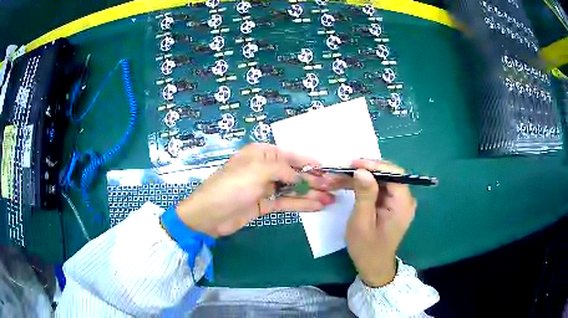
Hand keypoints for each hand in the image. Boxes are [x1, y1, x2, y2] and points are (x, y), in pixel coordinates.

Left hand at [176, 143, 335, 236]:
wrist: (209, 215)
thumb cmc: (232, 186)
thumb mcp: (258, 171)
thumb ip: (283, 170)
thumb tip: (301, 176)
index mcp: (261, 154)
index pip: (290, 155)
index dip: (308, 161)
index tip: (326, 168)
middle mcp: (264, 168)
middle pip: (293, 172)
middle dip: (313, 180)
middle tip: (333, 187)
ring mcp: (264, 187)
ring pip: (292, 189)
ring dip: (310, 193)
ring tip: (331, 199)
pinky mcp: (264, 204)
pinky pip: (286, 202)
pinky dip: (301, 204)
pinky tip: (317, 206)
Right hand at [344, 159, 416, 286]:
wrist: (373, 266)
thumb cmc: (367, 248)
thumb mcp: (362, 222)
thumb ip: (364, 195)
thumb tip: (362, 170)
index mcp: (402, 204)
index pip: (394, 174)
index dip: (374, 165)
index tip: (353, 164)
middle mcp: (405, 199)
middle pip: (388, 174)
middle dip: (365, 170)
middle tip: (343, 169)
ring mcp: (399, 201)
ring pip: (381, 179)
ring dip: (361, 177)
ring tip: (340, 176)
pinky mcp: (391, 204)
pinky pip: (379, 188)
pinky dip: (364, 185)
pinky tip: (348, 184)